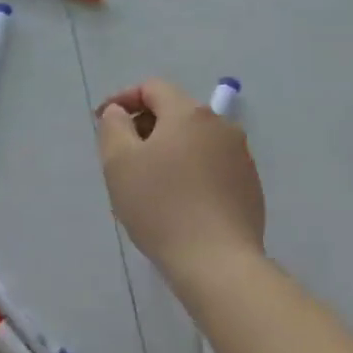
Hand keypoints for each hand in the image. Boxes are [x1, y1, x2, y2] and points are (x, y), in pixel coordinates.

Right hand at [96, 79, 265, 284]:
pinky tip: (177, 201)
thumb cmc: (161, 206)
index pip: (152, 88)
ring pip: (193, 139)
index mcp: (189, 113)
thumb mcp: (119, 161)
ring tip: (148, 182)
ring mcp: (240, 156)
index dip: (123, 99)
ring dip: (167, 150)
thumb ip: (113, 125)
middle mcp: (220, 125)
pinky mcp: (250, 186)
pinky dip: (189, 170)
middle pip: (175, 111)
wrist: (218, 264)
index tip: (102, 122)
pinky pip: (210, 164)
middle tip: (122, 156)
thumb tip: (120, 112)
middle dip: (144, 126)